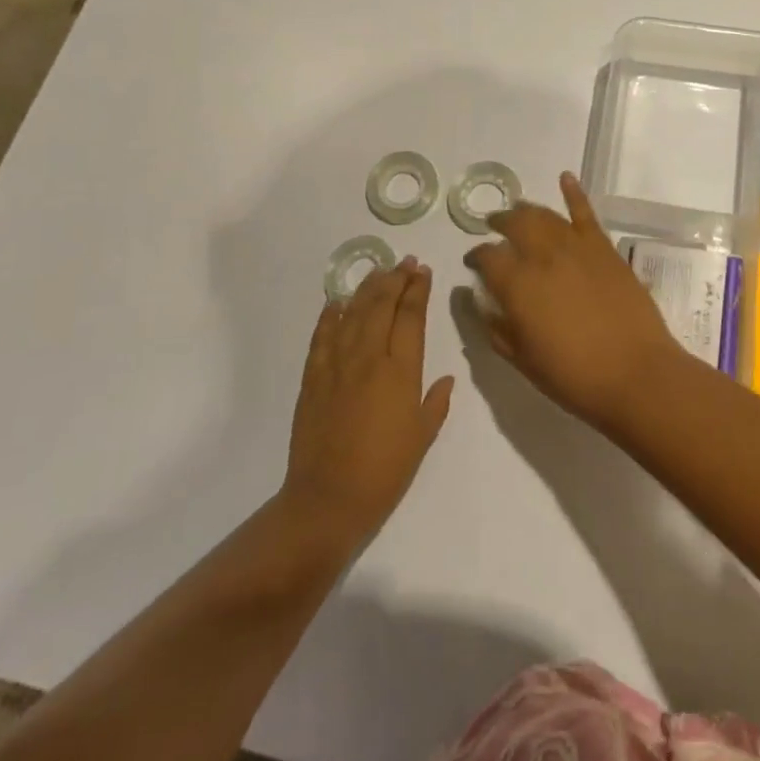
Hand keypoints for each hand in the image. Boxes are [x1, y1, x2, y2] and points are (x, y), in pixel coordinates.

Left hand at [282, 257, 454, 544]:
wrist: (329, 498)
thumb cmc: (385, 471)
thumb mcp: (422, 437)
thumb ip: (435, 403)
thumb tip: (446, 378)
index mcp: (401, 371)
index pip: (411, 317)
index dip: (418, 290)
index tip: (423, 271)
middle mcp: (369, 358)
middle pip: (382, 306)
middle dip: (395, 279)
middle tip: (405, 262)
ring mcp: (337, 365)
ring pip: (353, 313)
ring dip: (367, 288)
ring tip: (379, 271)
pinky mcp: (313, 377)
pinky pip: (322, 336)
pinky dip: (331, 315)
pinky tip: (338, 301)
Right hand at [463, 173, 684, 428]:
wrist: (636, 373)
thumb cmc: (573, 375)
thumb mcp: (522, 359)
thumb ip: (495, 326)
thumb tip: (477, 301)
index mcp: (517, 284)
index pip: (486, 257)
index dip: (476, 257)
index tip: (473, 263)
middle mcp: (543, 256)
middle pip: (514, 224)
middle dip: (499, 223)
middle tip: (493, 228)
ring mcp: (576, 247)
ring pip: (544, 215)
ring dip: (527, 210)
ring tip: (518, 212)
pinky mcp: (604, 248)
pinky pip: (586, 213)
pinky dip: (574, 192)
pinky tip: (565, 178)